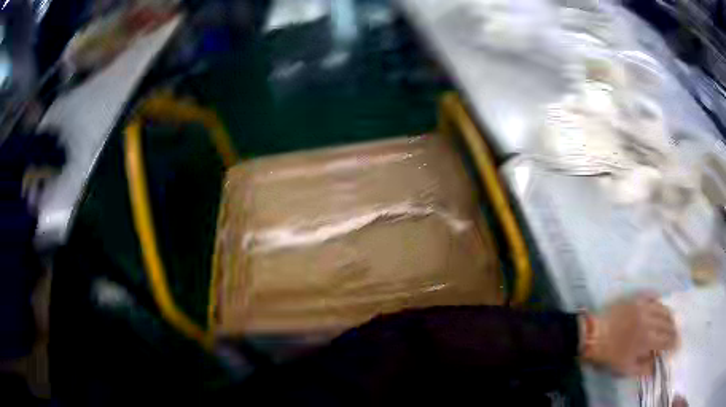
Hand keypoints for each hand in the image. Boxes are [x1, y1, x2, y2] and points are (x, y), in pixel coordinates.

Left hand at [580, 293, 677, 375]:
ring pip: (664, 308)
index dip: (673, 343)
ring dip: (669, 316)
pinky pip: (653, 296)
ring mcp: (644, 306)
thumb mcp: (625, 368)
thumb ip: (643, 368)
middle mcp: (650, 320)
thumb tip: (655, 367)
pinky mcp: (637, 298)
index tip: (676, 346)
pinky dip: (659, 302)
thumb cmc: (609, 355)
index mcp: (648, 339)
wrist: (594, 335)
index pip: (667, 340)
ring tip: (670, 322)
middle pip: (668, 323)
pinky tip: (660, 306)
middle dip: (673, 330)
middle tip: (675, 334)